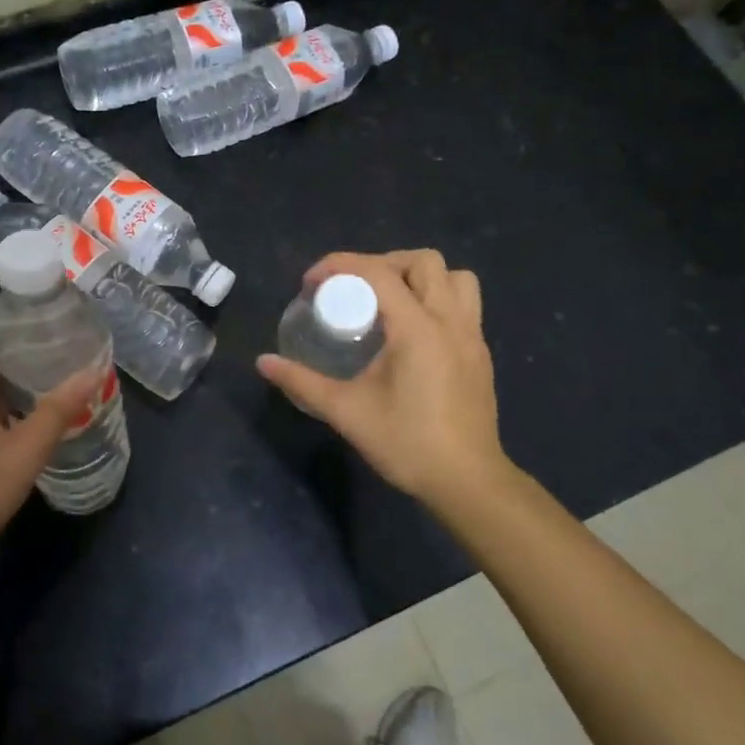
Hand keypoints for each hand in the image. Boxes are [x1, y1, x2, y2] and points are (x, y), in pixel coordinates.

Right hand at [257, 249, 509, 510]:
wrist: (467, 482)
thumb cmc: (407, 444)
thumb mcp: (346, 412)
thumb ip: (303, 382)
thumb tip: (264, 363)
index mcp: (418, 328)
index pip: (379, 273)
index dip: (341, 265)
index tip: (311, 282)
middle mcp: (450, 321)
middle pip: (424, 262)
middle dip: (383, 263)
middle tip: (353, 288)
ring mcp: (472, 336)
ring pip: (456, 278)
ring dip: (421, 277)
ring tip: (391, 300)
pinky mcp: (480, 353)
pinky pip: (464, 304)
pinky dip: (437, 300)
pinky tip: (412, 331)